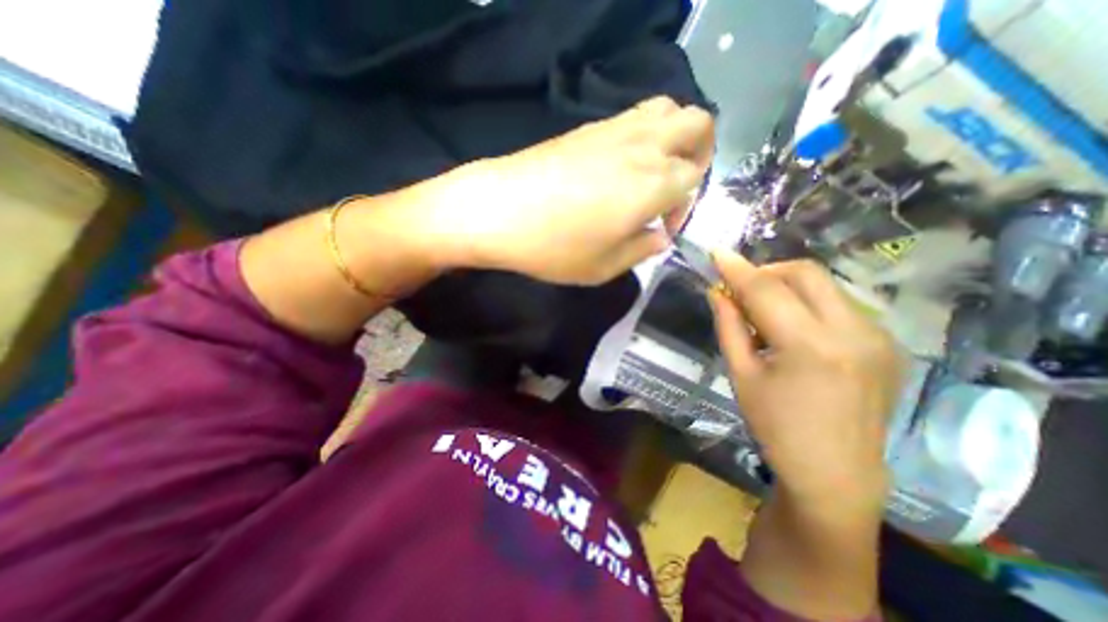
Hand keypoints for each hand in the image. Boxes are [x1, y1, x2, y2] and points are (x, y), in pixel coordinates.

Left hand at [422, 97, 713, 285]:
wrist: (497, 210)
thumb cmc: (552, 247)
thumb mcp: (603, 268)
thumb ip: (641, 250)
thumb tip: (659, 235)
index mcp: (653, 184)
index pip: (695, 179)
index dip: (686, 206)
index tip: (661, 227)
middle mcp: (643, 147)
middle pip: (698, 125)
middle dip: (700, 154)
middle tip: (677, 187)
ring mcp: (615, 130)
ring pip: (668, 109)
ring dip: (675, 136)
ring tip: (655, 170)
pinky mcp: (589, 127)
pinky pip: (635, 114)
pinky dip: (646, 131)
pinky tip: (624, 162)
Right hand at [706, 250, 903, 512]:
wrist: (836, 473)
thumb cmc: (775, 426)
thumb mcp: (741, 374)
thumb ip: (728, 326)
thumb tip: (717, 292)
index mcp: (810, 346)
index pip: (765, 289)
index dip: (737, 268)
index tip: (716, 252)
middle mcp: (853, 331)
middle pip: (804, 273)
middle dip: (766, 271)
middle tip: (740, 288)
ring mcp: (877, 335)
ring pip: (824, 285)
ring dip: (786, 286)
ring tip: (763, 311)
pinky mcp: (885, 342)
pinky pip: (839, 303)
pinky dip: (807, 303)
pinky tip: (792, 327)